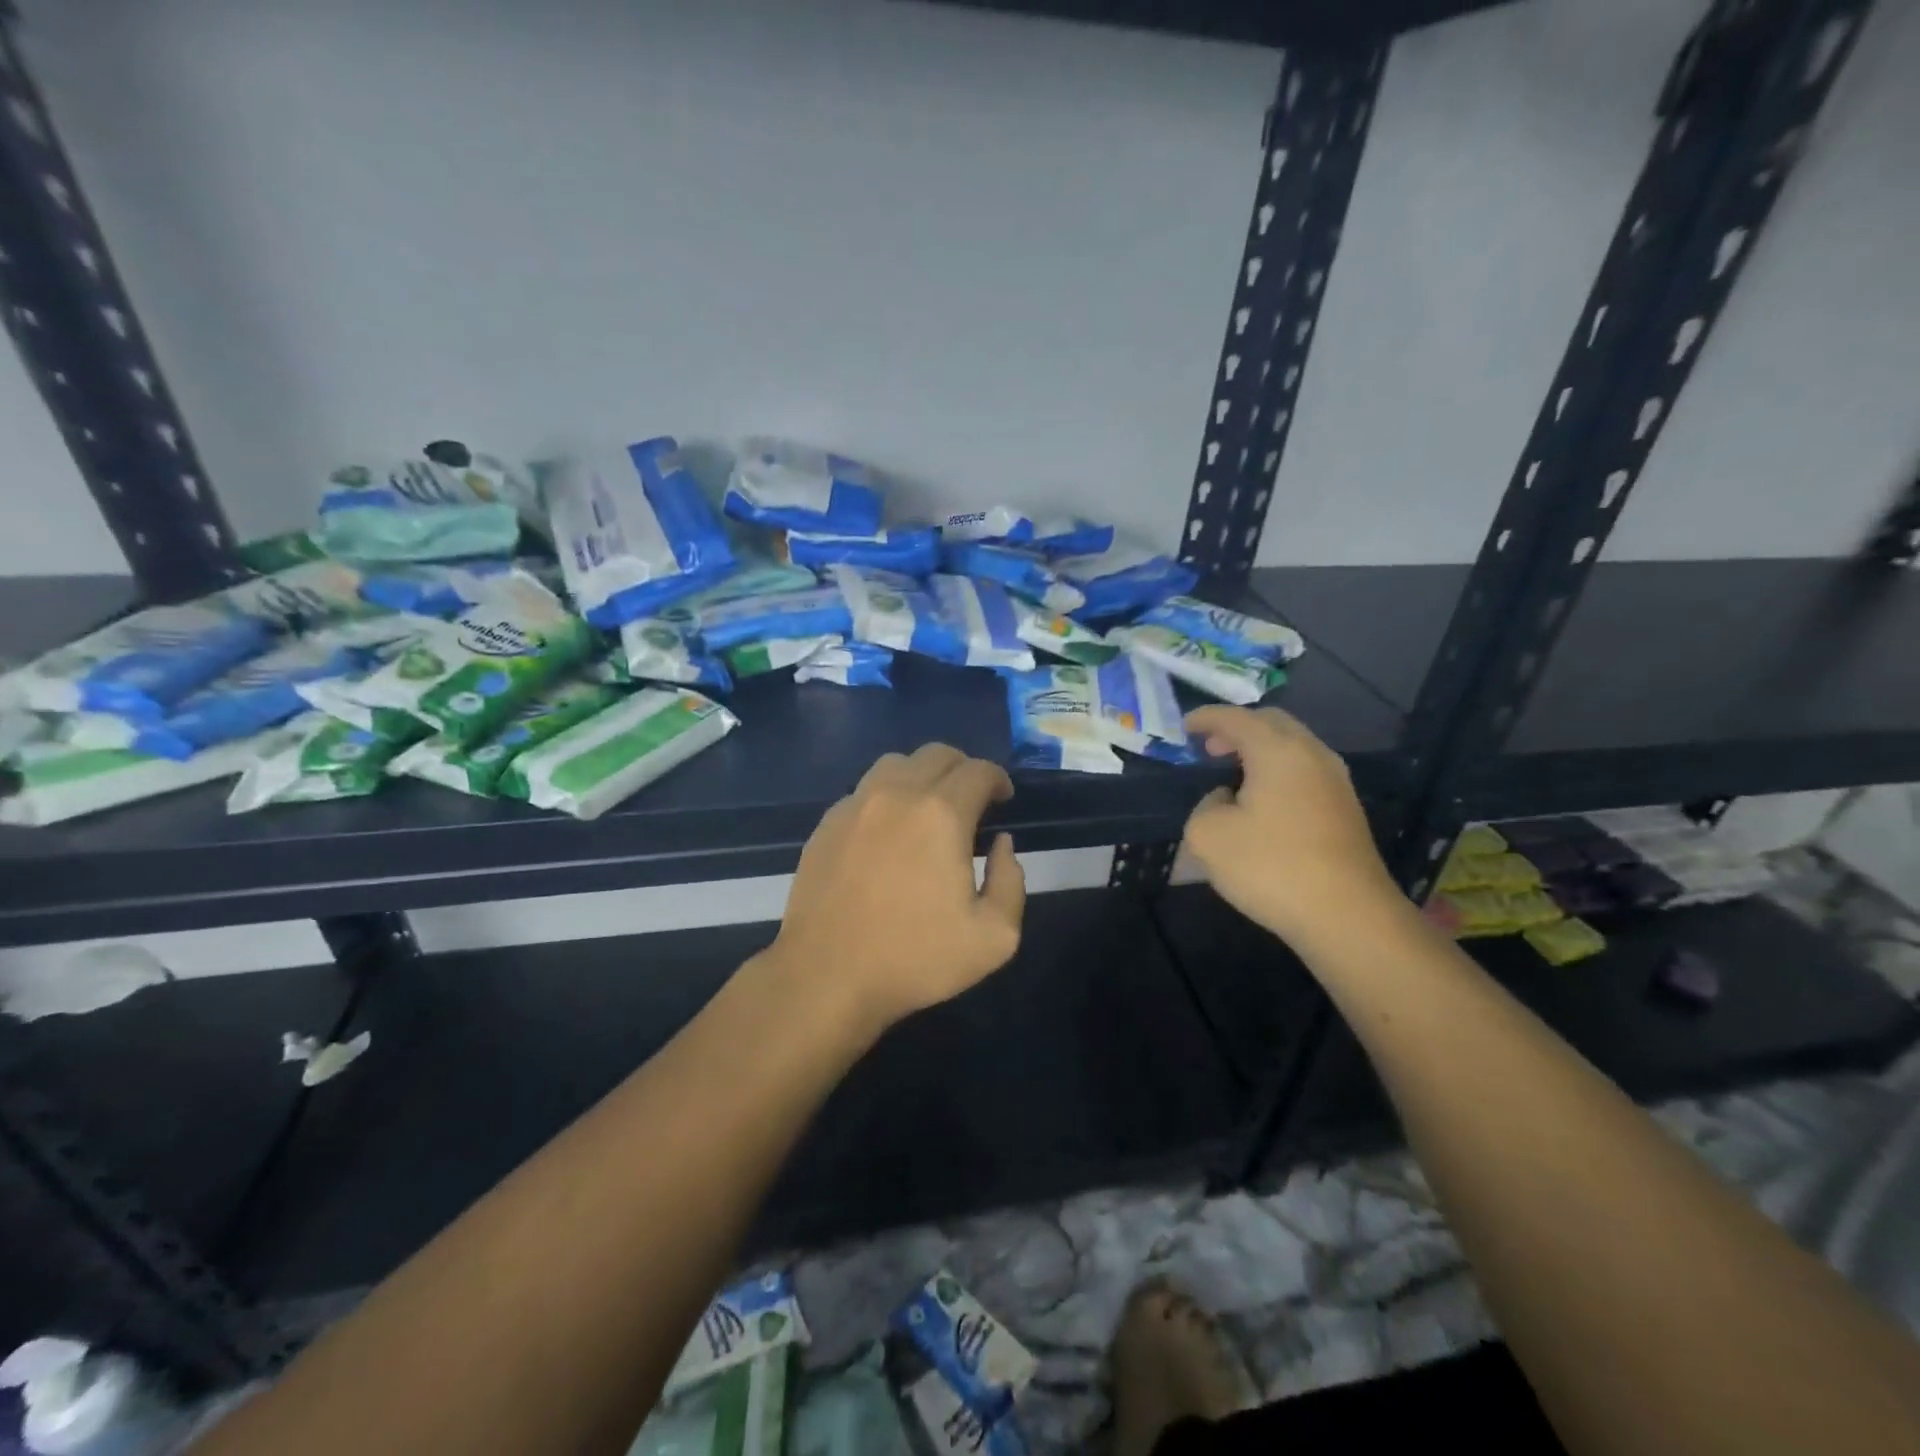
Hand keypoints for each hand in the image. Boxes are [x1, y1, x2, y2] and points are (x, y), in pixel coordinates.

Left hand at [770, 742, 1025, 1037]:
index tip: (1003, 800)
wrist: (826, 976)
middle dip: (963, 770)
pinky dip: (887, 797)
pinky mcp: (827, 824)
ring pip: (896, 764)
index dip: (998, 780)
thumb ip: (1011, 881)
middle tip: (973, 801)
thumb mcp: (994, 937)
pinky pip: (864, 790)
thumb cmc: (914, 958)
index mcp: (941, 814)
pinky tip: (888, 833)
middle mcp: (896, 795)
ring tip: (929, 809)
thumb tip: (1002, 845)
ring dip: (922, 775)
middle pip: (937, 754)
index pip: (978, 771)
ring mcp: (855, 805)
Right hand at [1181, 706, 1401, 945]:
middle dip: (1238, 728)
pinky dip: (1279, 771)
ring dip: (1261, 751)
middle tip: (1210, 748)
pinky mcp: (1346, 809)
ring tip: (1234, 774)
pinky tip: (1263, 801)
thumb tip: (1226, 799)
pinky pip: (1306, 771)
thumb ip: (1205, 805)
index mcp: (1277, 750)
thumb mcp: (1208, 835)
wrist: (1347, 916)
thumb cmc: (1271, 866)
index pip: (1236, 718)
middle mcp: (1312, 754)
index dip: (1206, 718)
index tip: (1184, 726)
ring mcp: (1336, 781)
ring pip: (1294, 746)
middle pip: (1272, 723)